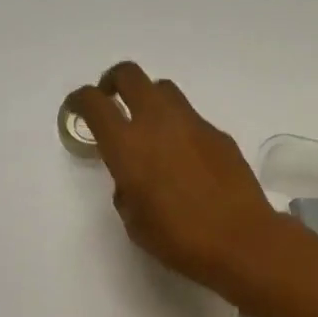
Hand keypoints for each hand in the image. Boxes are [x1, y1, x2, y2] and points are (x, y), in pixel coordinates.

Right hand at [65, 61, 284, 289]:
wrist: (241, 241)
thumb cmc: (179, 239)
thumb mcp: (135, 222)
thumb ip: (125, 189)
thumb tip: (132, 178)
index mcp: (127, 146)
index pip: (94, 103)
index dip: (79, 100)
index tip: (76, 109)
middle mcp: (157, 123)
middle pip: (129, 75)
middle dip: (114, 82)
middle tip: (111, 102)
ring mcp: (192, 124)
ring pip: (163, 90)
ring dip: (148, 100)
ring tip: (149, 130)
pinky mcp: (219, 134)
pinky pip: (191, 118)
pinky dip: (178, 127)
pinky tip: (185, 160)